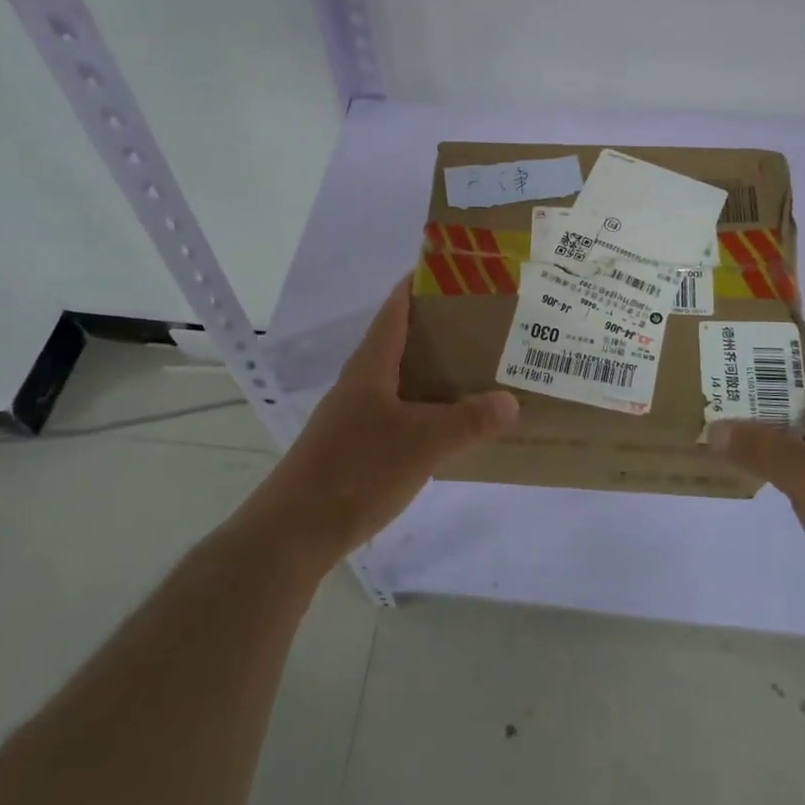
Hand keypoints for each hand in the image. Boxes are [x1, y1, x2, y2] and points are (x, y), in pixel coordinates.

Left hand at [244, 278, 518, 571]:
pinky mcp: (354, 446)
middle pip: (403, 340)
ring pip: (402, 379)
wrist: (293, 533)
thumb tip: (511, 401)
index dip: (423, 284)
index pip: (397, 308)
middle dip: (442, 329)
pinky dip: (425, 406)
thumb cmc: (356, 472)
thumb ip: (469, 421)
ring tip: (479, 369)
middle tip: (488, 324)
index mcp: (371, 366)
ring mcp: (354, 416)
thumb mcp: (422, 443)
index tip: (460, 271)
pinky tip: (449, 424)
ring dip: (435, 370)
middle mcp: (361, 382)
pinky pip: (398, 411)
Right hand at [705, 332, 804, 635]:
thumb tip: (715, 428)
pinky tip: (776, 464)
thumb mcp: (801, 476)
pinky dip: (803, 448)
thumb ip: (756, 448)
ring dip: (788, 418)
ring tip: (743, 418)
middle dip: (777, 380)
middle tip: (732, 378)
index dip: (790, 339)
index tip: (750, 335)